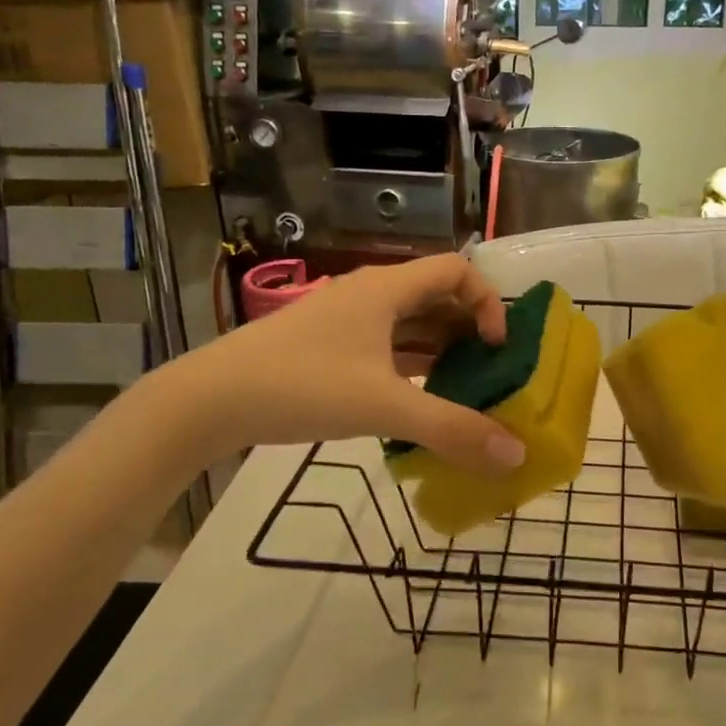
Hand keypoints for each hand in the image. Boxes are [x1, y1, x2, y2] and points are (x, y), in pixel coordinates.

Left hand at [162, 255, 528, 473]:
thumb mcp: (384, 407)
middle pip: (435, 296)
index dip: (487, 301)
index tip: (496, 346)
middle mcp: (369, 294)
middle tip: (490, 372)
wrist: (209, 400)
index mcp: (387, 289)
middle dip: (468, 329)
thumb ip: (453, 429)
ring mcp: (344, 320)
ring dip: (440, 348)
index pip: (457, 270)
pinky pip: (384, 345)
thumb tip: (516, 455)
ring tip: (464, 389)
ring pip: (408, 323)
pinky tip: (417, 400)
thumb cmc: (303, 385)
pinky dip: (410, 364)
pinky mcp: (326, 346)